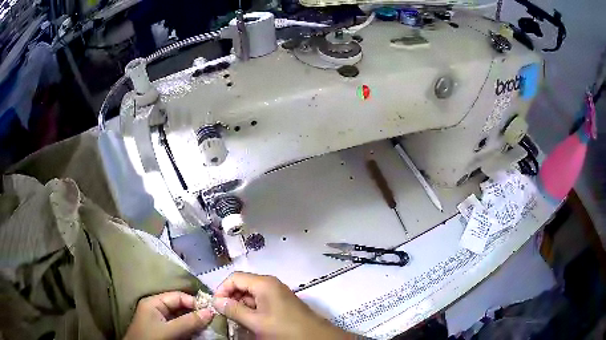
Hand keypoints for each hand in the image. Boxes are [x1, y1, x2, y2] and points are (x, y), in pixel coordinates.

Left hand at [124, 291, 213, 339]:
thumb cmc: (152, 339)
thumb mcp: (170, 330)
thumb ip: (189, 321)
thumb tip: (210, 312)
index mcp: (153, 302)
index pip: (177, 296)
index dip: (193, 302)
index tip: (210, 311)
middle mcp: (156, 308)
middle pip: (179, 306)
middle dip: (195, 312)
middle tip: (211, 320)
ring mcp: (159, 320)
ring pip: (180, 317)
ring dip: (193, 321)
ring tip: (207, 326)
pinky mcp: (162, 330)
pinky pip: (178, 326)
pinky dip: (188, 329)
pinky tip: (197, 332)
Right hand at [212, 272, 353, 338]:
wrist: (315, 337)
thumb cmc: (284, 328)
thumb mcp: (256, 321)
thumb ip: (234, 310)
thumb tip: (216, 301)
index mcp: (264, 283)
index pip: (235, 278)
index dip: (222, 290)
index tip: (216, 306)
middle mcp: (270, 284)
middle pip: (243, 285)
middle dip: (231, 298)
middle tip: (224, 314)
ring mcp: (277, 293)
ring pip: (251, 294)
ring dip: (240, 305)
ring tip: (235, 319)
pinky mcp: (281, 303)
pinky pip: (260, 302)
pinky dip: (251, 309)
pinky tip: (248, 321)